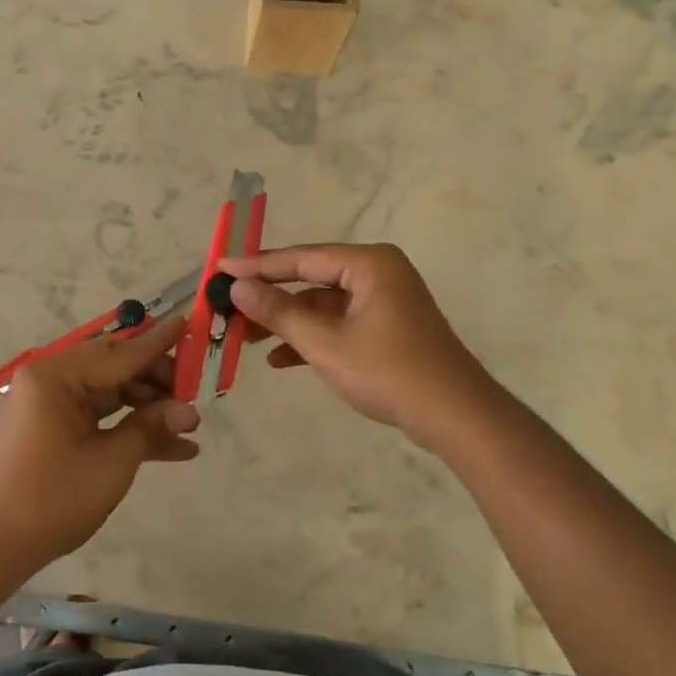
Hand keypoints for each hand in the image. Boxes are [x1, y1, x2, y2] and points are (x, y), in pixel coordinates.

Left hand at [0, 314, 200, 574]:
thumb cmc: (51, 498)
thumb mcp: (111, 462)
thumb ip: (150, 428)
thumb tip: (190, 412)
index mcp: (57, 376)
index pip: (121, 353)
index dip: (159, 344)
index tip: (190, 324)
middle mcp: (52, 380)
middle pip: (116, 368)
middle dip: (158, 382)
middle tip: (196, 396)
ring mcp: (52, 405)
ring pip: (112, 393)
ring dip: (149, 409)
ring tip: (190, 427)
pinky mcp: (54, 429)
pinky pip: (99, 417)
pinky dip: (130, 429)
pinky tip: (173, 448)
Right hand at [217, 243, 495, 451]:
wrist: (455, 416)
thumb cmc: (389, 372)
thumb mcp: (326, 344)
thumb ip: (279, 312)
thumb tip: (238, 286)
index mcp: (369, 264)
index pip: (301, 258)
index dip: (256, 266)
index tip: (220, 269)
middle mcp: (377, 272)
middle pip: (310, 278)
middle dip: (270, 296)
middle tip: (228, 305)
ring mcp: (383, 299)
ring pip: (322, 303)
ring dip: (287, 320)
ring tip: (246, 337)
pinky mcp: (386, 325)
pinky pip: (339, 321)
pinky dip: (312, 336)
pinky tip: (280, 359)